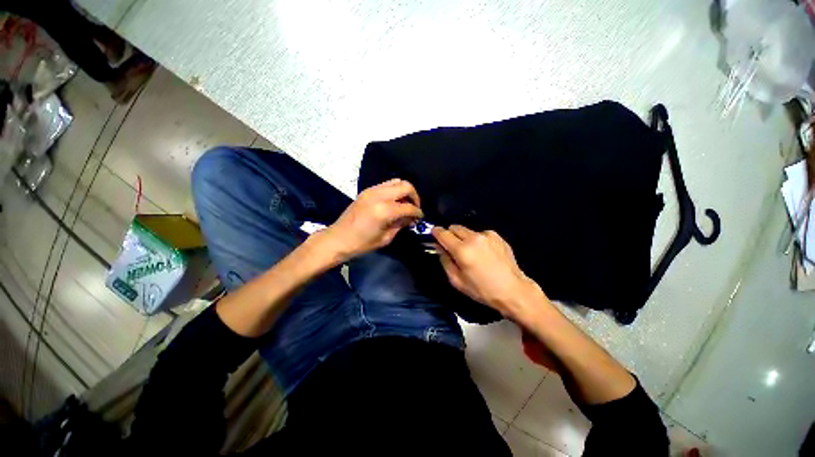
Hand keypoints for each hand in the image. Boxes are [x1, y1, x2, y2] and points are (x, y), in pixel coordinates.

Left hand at [322, 178, 422, 261]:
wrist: (338, 238)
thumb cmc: (362, 243)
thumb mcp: (385, 238)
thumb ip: (400, 224)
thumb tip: (411, 218)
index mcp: (384, 210)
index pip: (408, 207)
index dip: (417, 212)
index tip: (420, 217)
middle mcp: (379, 195)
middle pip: (405, 186)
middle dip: (414, 196)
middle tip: (414, 208)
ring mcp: (372, 190)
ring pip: (396, 181)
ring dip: (404, 191)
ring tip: (405, 204)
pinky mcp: (367, 190)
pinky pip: (386, 184)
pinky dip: (394, 190)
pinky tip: (394, 202)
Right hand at [432, 225, 543, 318]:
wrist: (513, 290)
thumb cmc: (482, 289)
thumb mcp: (457, 281)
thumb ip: (445, 261)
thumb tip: (440, 247)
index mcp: (462, 250)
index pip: (443, 233)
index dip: (436, 232)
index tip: (434, 233)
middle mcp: (473, 238)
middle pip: (454, 227)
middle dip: (450, 234)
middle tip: (453, 246)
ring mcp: (486, 235)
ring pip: (467, 230)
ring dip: (464, 238)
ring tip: (471, 252)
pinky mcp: (496, 236)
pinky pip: (480, 234)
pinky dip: (477, 240)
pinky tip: (484, 252)